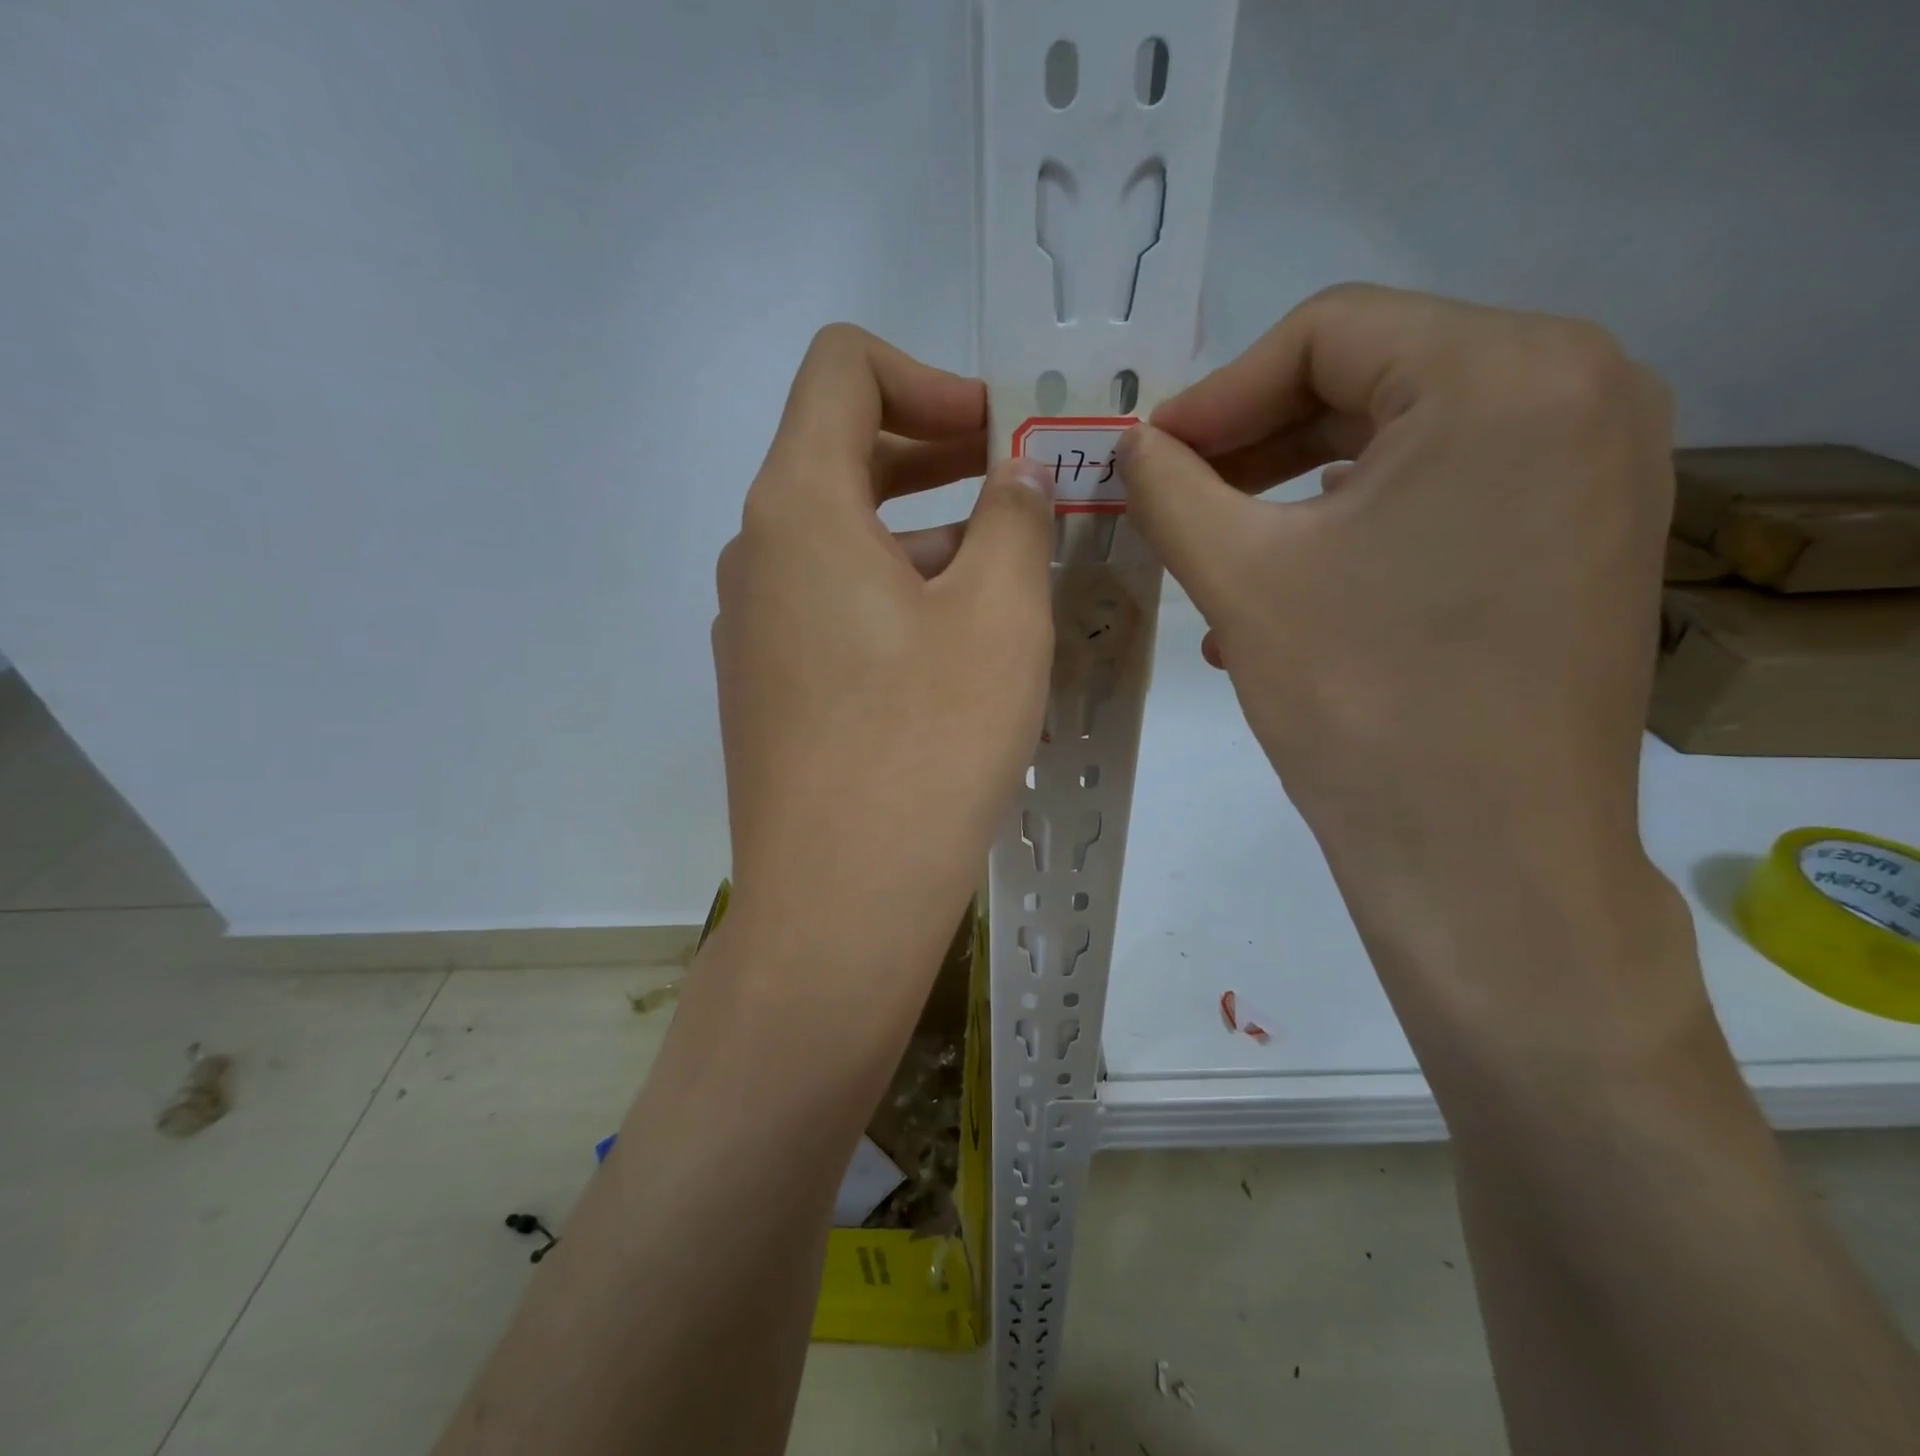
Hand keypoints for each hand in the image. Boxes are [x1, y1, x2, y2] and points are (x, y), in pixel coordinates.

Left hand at [712, 325, 1053, 1001]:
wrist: (839, 904)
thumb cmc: (927, 746)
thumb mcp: (999, 615)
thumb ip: (1013, 520)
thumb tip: (1010, 484)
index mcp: (798, 508)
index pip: (842, 370)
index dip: (930, 379)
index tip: (999, 436)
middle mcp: (757, 555)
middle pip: (841, 454)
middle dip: (938, 455)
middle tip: (1021, 492)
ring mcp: (753, 629)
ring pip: (842, 540)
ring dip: (924, 536)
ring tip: (1007, 581)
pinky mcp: (768, 689)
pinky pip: (832, 607)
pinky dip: (895, 597)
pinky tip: (956, 651)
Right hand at [1121, 286, 1684, 1038]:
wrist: (1485, 860)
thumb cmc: (1361, 702)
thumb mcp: (1240, 578)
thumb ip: (1170, 487)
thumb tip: (1132, 444)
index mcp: (1508, 372)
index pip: (1328, 331)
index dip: (1218, 392)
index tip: (1148, 457)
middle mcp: (1583, 391)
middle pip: (1371, 380)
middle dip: (1251, 445)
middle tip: (1172, 500)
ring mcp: (1599, 469)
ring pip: (1402, 444)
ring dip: (1293, 493)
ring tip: (1216, 558)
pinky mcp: (1586, 538)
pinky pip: (1445, 498)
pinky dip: (1355, 530)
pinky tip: (1288, 594)